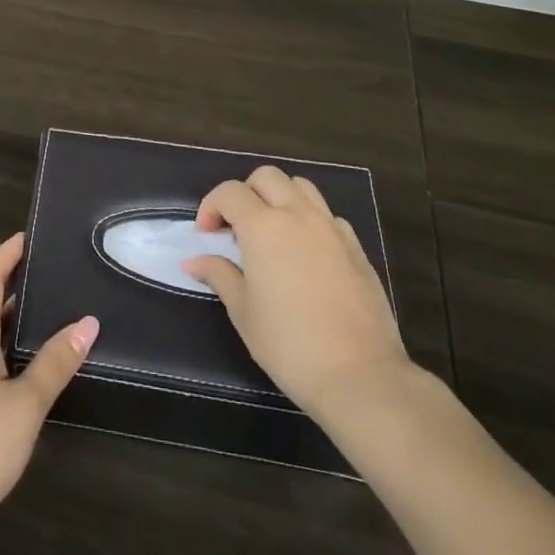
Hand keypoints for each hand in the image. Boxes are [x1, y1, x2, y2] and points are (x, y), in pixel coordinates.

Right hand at [183, 165, 410, 418]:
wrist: (361, 376)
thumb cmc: (289, 345)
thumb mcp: (243, 311)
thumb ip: (219, 275)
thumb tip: (193, 260)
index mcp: (263, 226)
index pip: (230, 192)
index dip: (211, 207)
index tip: (207, 236)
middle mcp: (298, 215)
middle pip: (267, 177)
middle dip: (245, 193)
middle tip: (237, 229)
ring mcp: (331, 228)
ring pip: (300, 187)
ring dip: (279, 198)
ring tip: (272, 233)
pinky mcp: (356, 248)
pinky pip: (327, 216)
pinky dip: (309, 221)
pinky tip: (305, 254)